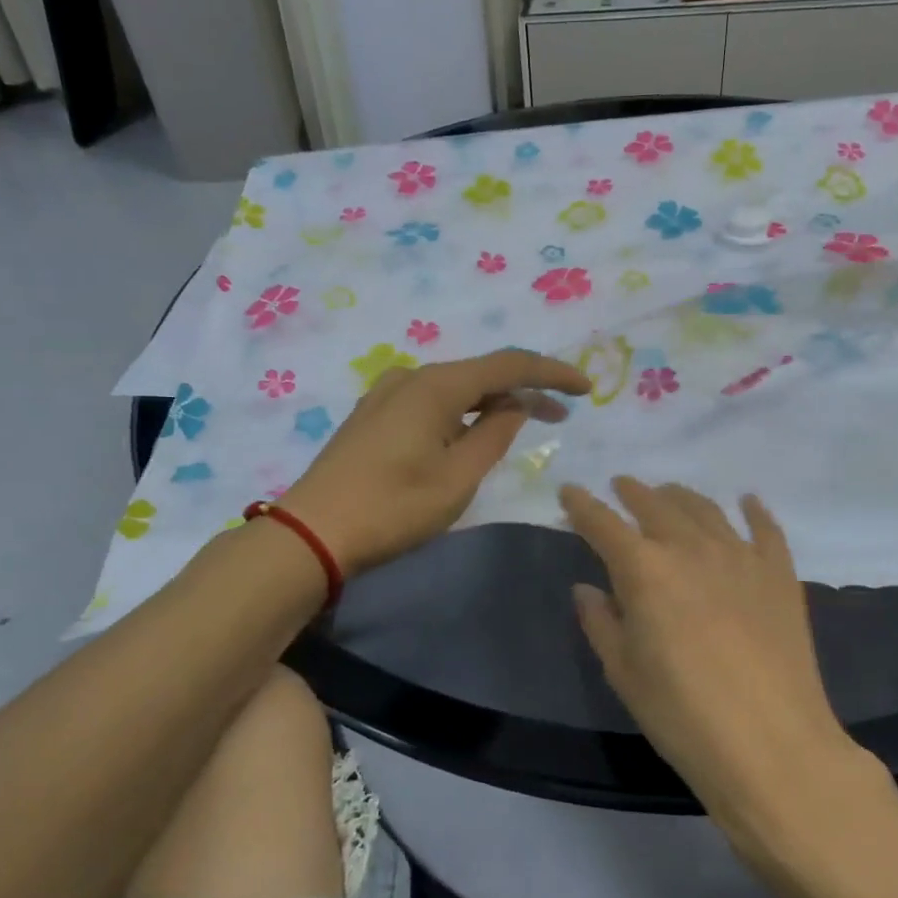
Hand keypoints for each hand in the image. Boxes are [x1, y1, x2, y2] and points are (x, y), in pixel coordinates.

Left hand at [282, 349, 590, 574]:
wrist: (312, 532)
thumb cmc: (392, 508)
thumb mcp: (457, 478)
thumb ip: (494, 434)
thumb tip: (515, 405)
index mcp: (435, 385)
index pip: (508, 364)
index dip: (551, 373)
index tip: (585, 388)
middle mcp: (411, 376)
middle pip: (481, 373)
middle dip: (524, 390)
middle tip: (561, 414)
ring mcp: (387, 394)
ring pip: (455, 388)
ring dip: (492, 403)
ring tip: (523, 425)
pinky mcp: (374, 415)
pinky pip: (432, 402)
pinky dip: (462, 412)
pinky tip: (472, 432)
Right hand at [560, 477, 870, 817]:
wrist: (772, 745)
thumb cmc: (682, 714)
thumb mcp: (623, 672)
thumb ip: (601, 622)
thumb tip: (587, 589)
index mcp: (644, 569)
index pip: (603, 524)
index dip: (582, 505)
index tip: (569, 492)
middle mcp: (690, 548)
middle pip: (655, 504)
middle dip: (632, 492)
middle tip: (620, 486)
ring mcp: (740, 556)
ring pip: (705, 509)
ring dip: (680, 496)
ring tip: (669, 493)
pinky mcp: (779, 574)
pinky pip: (765, 529)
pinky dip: (753, 511)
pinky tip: (747, 502)